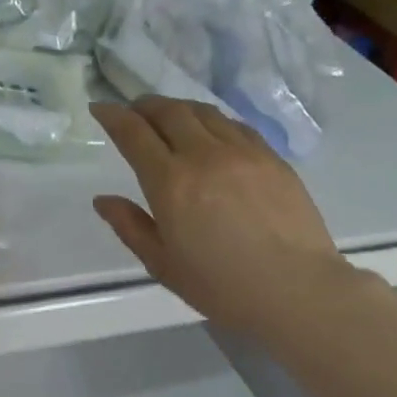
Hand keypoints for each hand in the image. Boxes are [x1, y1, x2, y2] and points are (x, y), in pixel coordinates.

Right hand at [91, 96, 344, 337]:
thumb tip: (103, 200)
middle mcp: (204, 155)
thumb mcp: (162, 263)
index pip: (133, 133)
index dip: (112, 115)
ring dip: (178, 108)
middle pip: (169, 112)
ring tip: (168, 117)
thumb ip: (129, 226)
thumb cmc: (221, 286)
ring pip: (203, 112)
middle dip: (144, 105)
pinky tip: (210, 132)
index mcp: (170, 182)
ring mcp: (242, 152)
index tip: (100, 108)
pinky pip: (235, 125)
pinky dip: (212, 120)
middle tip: (133, 110)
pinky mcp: (272, 158)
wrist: (297, 291)